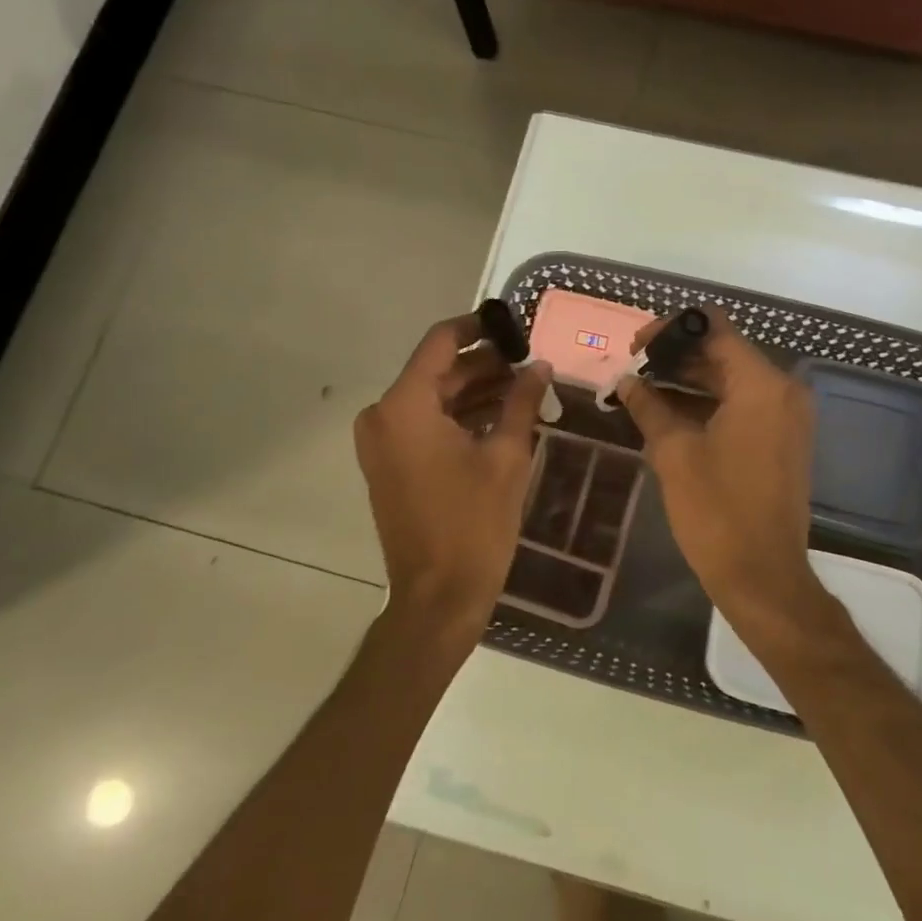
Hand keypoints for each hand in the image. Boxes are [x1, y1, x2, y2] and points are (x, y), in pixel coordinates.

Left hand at [354, 315, 550, 638]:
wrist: (438, 595)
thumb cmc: (474, 524)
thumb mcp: (506, 456)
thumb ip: (522, 401)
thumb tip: (540, 366)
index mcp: (405, 405)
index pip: (440, 341)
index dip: (478, 326)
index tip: (514, 325)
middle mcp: (383, 415)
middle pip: (437, 371)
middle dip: (483, 364)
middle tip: (529, 363)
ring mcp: (382, 442)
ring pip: (433, 398)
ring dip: (474, 391)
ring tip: (524, 389)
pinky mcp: (389, 464)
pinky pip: (425, 424)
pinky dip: (458, 417)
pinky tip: (500, 417)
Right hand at [615, 310, 830, 633]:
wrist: (762, 575)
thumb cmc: (716, 511)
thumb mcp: (674, 453)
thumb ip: (649, 406)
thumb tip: (626, 381)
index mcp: (761, 385)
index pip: (714, 329)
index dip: (671, 330)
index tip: (635, 346)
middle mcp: (782, 391)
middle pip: (723, 353)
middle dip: (676, 357)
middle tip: (632, 369)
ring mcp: (786, 417)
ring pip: (731, 381)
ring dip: (689, 381)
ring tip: (642, 390)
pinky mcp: (782, 440)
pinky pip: (742, 406)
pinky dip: (708, 404)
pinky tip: (668, 414)